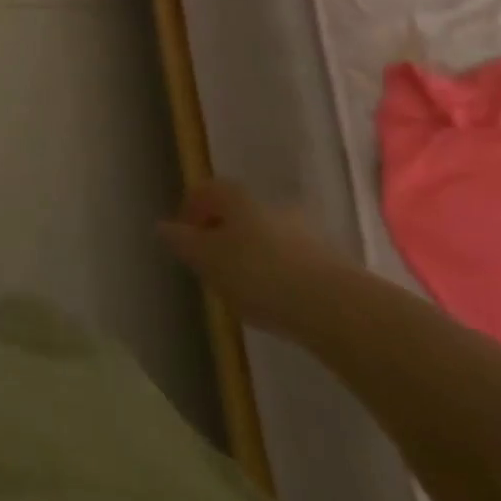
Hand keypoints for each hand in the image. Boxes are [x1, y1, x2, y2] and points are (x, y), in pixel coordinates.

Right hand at [159, 178, 353, 337]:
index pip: (205, 191)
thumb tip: (162, 226)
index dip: (190, 210)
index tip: (183, 238)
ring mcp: (303, 232)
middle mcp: (269, 205)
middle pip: (237, 213)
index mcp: (236, 197)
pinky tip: (275, 301)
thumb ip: (182, 242)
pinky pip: (291, 261)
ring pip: (266, 237)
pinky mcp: (329, 263)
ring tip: (244, 289)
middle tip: (212, 264)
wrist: (337, 308)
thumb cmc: (258, 273)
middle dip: (222, 234)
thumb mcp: (207, 259)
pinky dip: (278, 274)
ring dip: (252, 255)